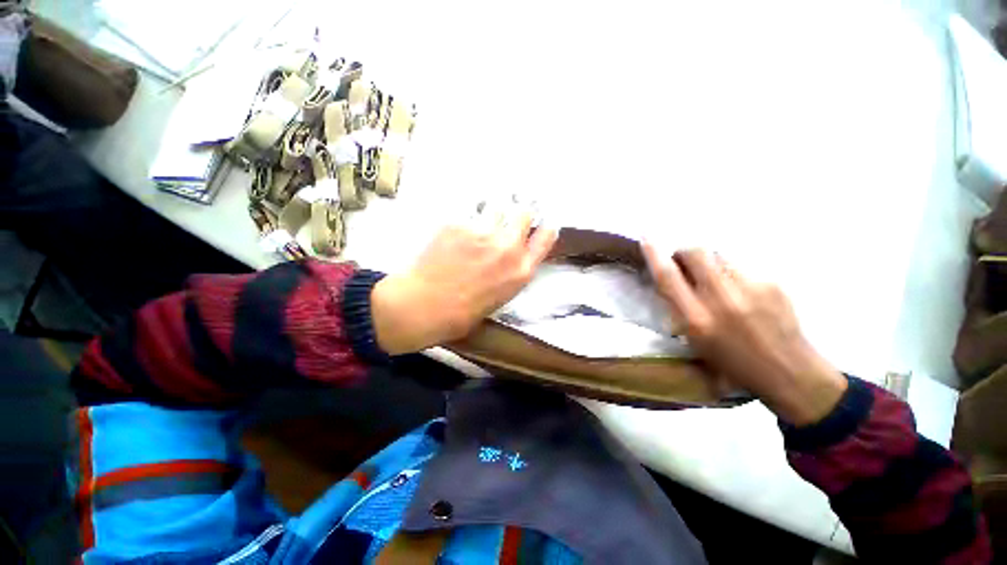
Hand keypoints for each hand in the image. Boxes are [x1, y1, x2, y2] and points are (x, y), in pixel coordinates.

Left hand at [371, 212, 556, 354]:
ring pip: (497, 207)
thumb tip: (511, 255)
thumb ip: (512, 271)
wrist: (424, 306)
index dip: (544, 228)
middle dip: (518, 214)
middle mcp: (507, 247)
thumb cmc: (463, 312)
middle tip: (506, 221)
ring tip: (478, 226)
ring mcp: (483, 233)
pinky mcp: (459, 224)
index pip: (546, 236)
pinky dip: (467, 220)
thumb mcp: (501, 296)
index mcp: (521, 271)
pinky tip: (456, 233)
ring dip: (492, 214)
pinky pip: (469, 213)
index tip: (538, 225)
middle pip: (523, 213)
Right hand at [642, 244, 847, 425]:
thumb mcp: (695, 340)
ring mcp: (749, 287)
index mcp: (696, 319)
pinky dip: (733, 272)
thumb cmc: (732, 362)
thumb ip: (680, 307)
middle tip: (685, 262)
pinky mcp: (772, 282)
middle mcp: (720, 299)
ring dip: (710, 261)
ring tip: (718, 280)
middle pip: (695, 253)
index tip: (646, 237)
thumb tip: (673, 279)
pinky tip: (742, 290)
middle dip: (685, 251)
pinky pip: (741, 265)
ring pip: (719, 254)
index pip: (668, 277)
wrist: (789, 371)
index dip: (654, 255)